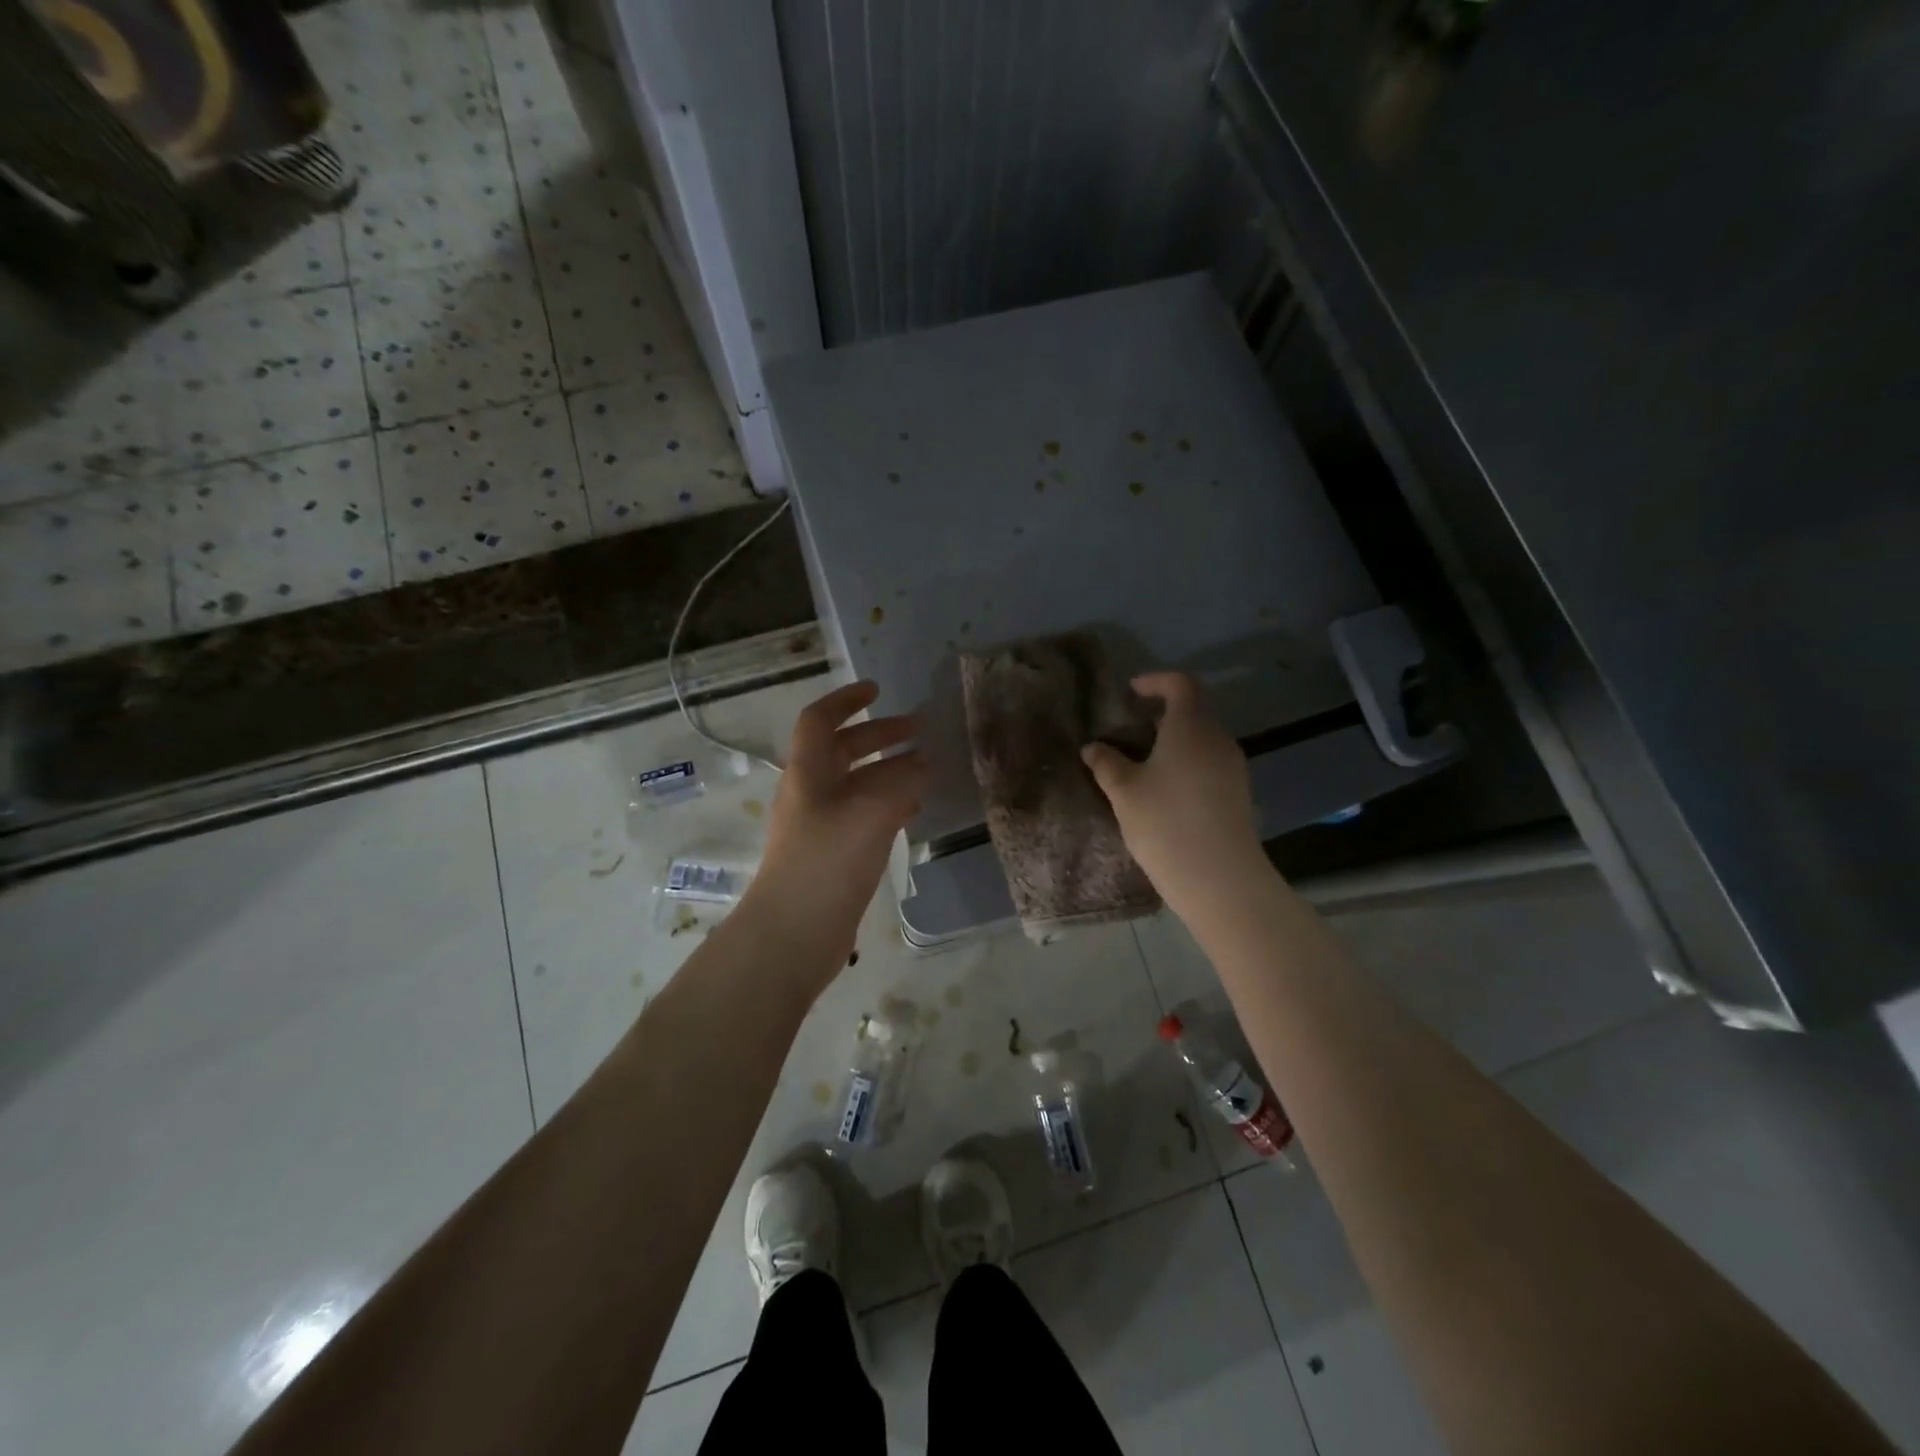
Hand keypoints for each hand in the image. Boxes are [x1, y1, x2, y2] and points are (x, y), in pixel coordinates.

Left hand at [749, 680, 927, 961]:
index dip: (846, 699)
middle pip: (843, 750)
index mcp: (808, 772)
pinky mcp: (834, 854)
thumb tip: (923, 764)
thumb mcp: (869, 813)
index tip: (877, 689)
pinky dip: (889, 803)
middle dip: (878, 734)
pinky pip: (864, 814)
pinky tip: (914, 808)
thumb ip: (900, 782)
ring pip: (857, 784)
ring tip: (927, 767)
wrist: (793, 934)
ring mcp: (821, 825)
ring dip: (889, 770)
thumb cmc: (826, 862)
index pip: (820, 720)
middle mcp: (811, 793)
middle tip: (919, 730)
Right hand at [1082, 672, 1265, 918]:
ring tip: (1142, 763)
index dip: (1156, 681)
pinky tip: (1164, 790)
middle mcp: (1218, 738)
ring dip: (1174, 742)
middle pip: (1193, 711)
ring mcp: (1232, 767)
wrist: (1218, 877)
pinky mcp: (1237, 793)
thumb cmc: (1165, 822)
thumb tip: (1093, 747)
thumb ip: (1107, 763)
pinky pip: (1209, 763)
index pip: (1181, 684)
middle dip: (1161, 715)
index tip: (1131, 692)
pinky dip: (1186, 763)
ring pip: (1201, 739)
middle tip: (1129, 731)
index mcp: (1191, 726)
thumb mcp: (1124, 791)